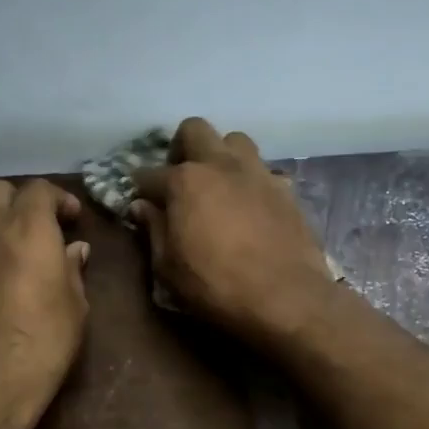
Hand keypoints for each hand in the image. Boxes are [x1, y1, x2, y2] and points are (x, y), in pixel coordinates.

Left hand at [0, 178, 90, 427]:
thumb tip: (73, 250)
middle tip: (37, 228)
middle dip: (20, 202)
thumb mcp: (75, 309)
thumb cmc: (40, 345)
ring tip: (1, 241)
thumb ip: (73, 270)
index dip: (58, 199)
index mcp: (29, 227)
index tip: (71, 219)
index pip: (40, 189)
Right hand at [129, 117, 334, 345]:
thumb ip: (154, 230)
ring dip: (221, 156)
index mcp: (185, 181)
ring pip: (235, 141)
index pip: (149, 174)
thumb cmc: (217, 286)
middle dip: (181, 147)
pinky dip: (250, 181)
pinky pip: (263, 171)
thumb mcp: (169, 268)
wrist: (287, 298)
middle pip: (195, 129)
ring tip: (219, 186)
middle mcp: (221, 165)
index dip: (141, 189)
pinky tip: (250, 207)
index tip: (141, 203)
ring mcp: (257, 173)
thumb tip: (142, 207)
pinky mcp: (285, 189)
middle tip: (180, 178)